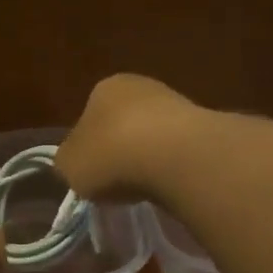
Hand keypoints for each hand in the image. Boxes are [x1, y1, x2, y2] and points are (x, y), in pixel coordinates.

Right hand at [54, 74, 204, 200]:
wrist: (172, 156)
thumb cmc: (109, 155)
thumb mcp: (69, 166)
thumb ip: (68, 162)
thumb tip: (75, 162)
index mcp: (102, 88)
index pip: (89, 117)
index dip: (88, 147)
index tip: (92, 172)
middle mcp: (139, 86)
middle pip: (123, 123)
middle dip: (120, 149)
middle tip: (117, 181)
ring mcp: (176, 101)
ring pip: (153, 134)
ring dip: (148, 156)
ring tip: (145, 186)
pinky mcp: (204, 124)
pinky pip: (178, 149)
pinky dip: (171, 164)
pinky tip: (168, 183)